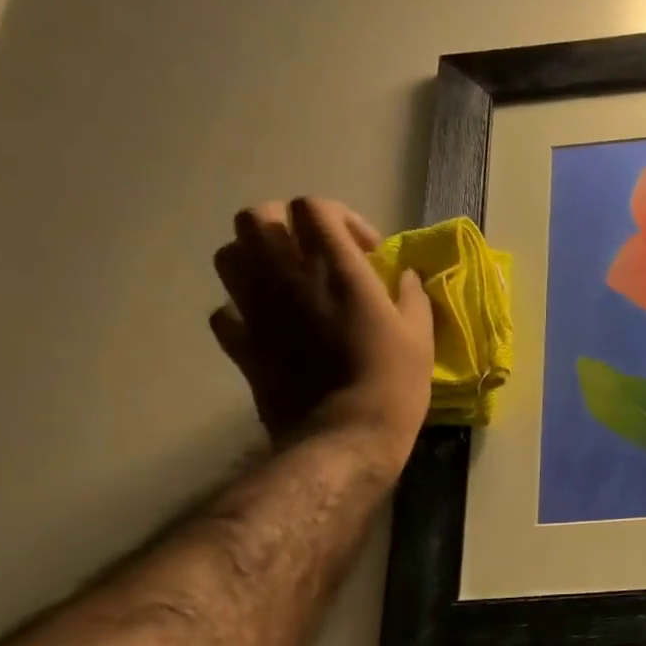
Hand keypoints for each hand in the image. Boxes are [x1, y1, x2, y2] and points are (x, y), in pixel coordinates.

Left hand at [210, 197, 433, 467]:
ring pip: (229, 255)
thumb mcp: (420, 336)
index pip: (313, 208)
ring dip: (257, 258)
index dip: (339, 217)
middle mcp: (286, 278)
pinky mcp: (241, 345)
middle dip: (286, 225)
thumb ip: (412, 296)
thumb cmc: (393, 383)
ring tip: (288, 282)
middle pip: (256, 218)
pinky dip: (243, 309)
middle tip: (316, 252)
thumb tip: (405, 277)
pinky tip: (270, 324)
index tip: (365, 250)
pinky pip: (225, 312)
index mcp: (335, 270)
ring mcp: (256, 311)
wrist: (343, 437)